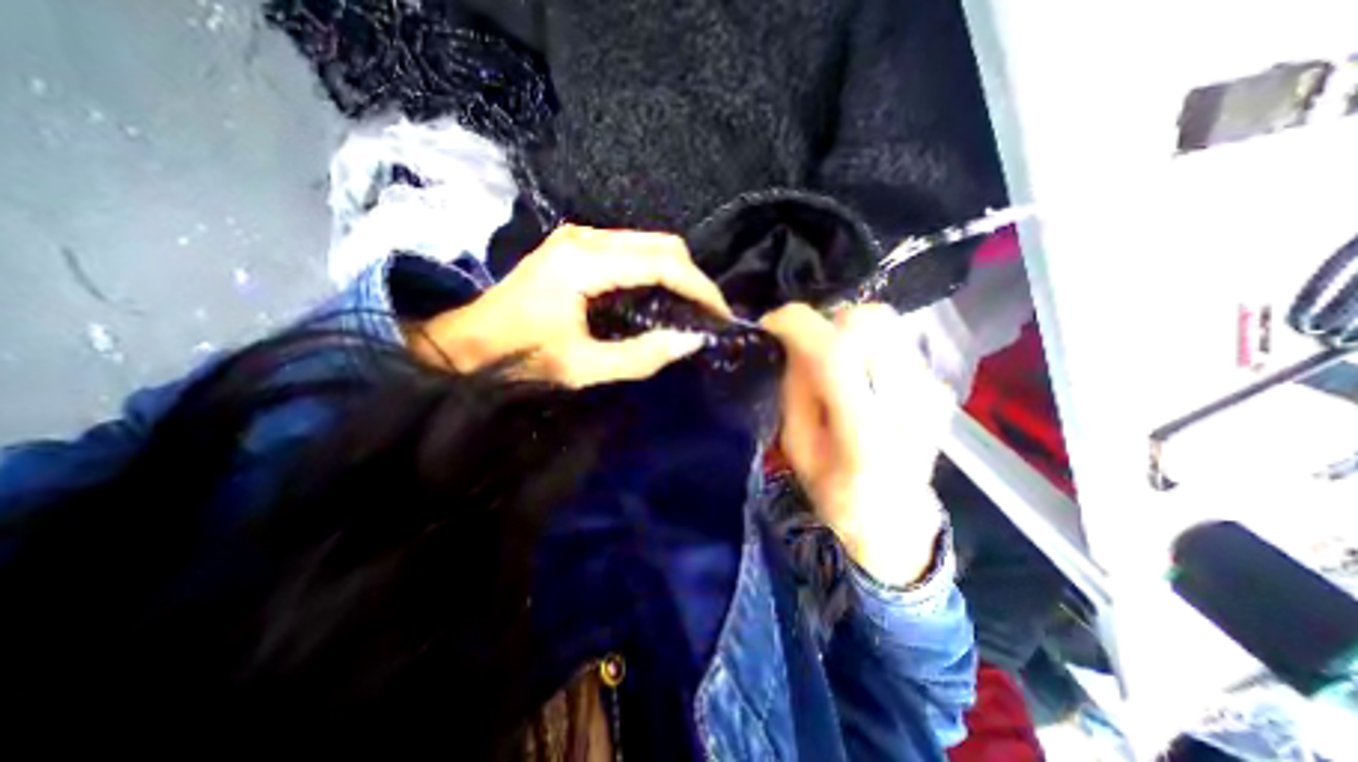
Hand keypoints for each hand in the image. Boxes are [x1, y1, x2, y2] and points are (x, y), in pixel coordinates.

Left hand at [407, 223, 732, 387]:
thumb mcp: (581, 368)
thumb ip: (640, 356)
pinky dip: (656, 273)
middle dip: (693, 278)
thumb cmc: (519, 357)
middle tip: (710, 314)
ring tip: (692, 309)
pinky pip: (632, 252)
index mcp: (583, 263)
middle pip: (662, 244)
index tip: (720, 315)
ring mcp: (580, 237)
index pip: (662, 262)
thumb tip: (692, 342)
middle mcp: (585, 237)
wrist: (468, 342)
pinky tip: (662, 299)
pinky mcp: (578, 246)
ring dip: (677, 274)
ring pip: (650, 245)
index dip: (698, 287)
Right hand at [762, 300, 953, 582]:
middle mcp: (910, 405)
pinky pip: (894, 340)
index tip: (772, 324)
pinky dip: (866, 344)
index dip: (798, 326)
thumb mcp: (796, 447)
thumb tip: (791, 340)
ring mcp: (933, 391)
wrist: (894, 520)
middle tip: (804, 347)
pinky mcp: (939, 385)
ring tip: (830, 361)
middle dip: (826, 324)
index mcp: (866, 436)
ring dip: (846, 332)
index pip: (836, 354)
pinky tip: (857, 374)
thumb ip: (795, 390)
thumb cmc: (834, 491)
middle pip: (869, 322)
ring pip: (884, 323)